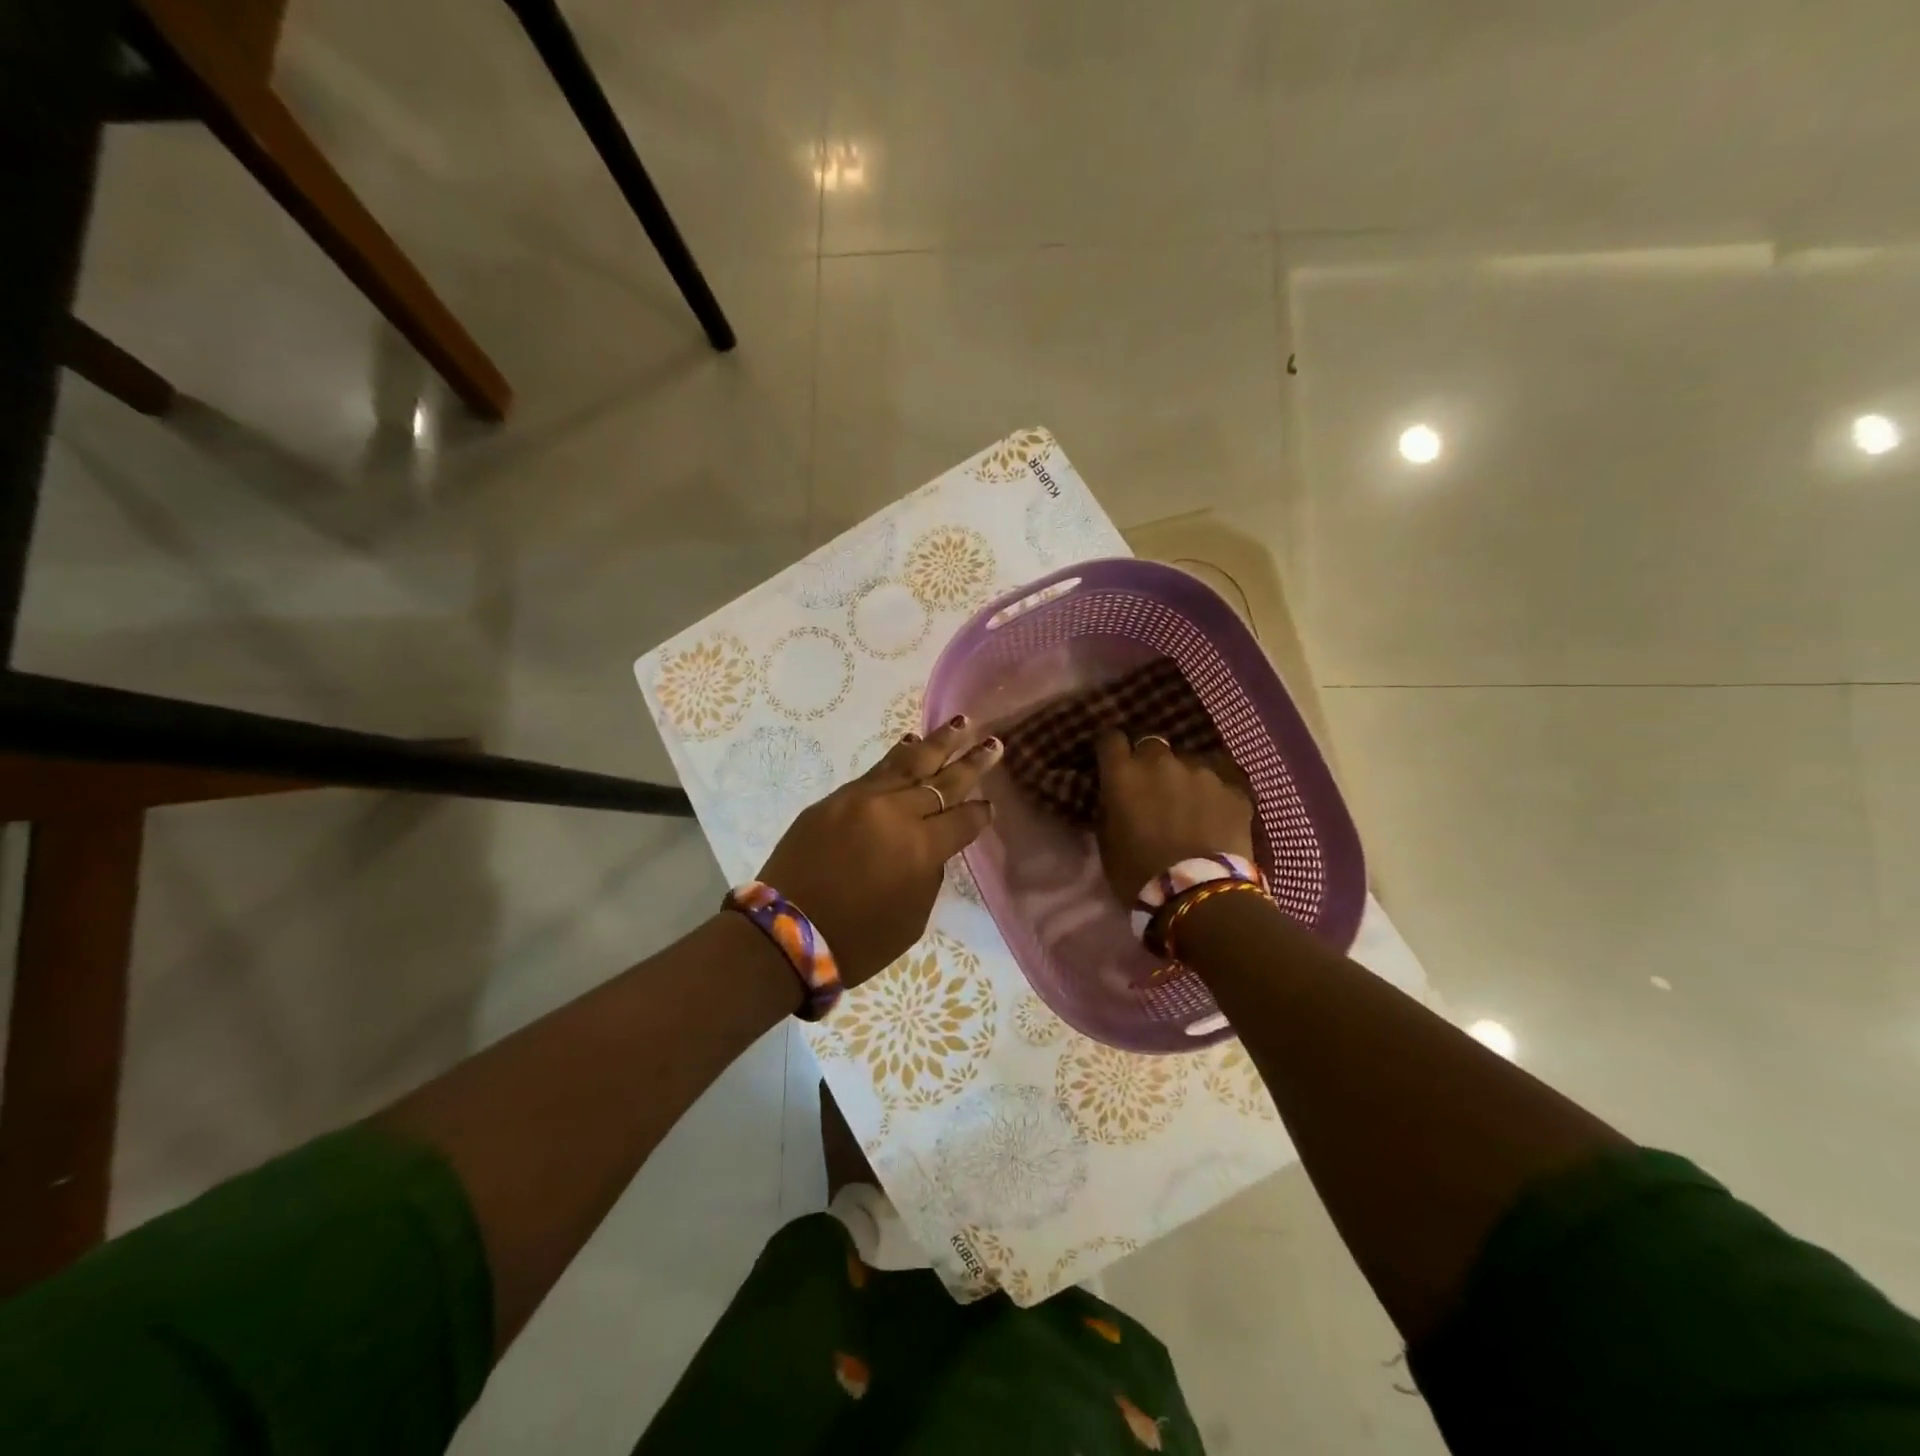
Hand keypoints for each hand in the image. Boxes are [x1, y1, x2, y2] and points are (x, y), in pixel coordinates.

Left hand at [759, 716, 1001, 986]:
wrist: (786, 933)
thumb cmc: (857, 939)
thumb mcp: (912, 918)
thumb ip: (929, 872)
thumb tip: (932, 843)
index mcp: (921, 848)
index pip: (963, 819)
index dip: (980, 813)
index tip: (990, 805)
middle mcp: (896, 813)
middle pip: (942, 781)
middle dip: (972, 762)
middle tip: (994, 743)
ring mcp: (862, 800)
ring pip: (909, 763)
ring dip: (938, 743)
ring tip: (961, 723)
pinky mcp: (835, 798)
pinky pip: (875, 770)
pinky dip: (897, 756)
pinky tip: (911, 742)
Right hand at [1094, 730, 1254, 901]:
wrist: (1197, 894)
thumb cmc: (1137, 873)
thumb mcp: (1107, 842)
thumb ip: (1110, 809)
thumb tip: (1115, 798)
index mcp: (1124, 774)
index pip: (1111, 739)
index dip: (1112, 750)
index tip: (1113, 764)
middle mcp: (1162, 762)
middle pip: (1152, 746)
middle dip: (1149, 764)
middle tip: (1152, 791)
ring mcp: (1202, 773)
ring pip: (1189, 765)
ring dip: (1185, 781)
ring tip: (1190, 810)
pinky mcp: (1234, 790)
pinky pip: (1220, 786)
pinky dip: (1215, 799)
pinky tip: (1216, 822)